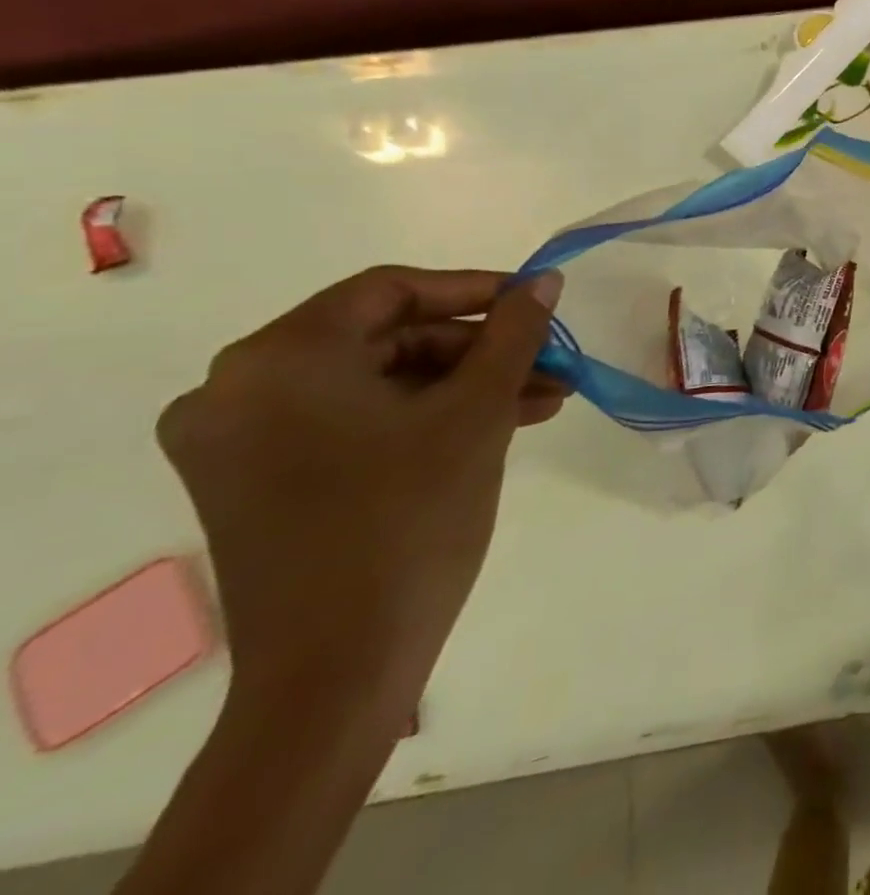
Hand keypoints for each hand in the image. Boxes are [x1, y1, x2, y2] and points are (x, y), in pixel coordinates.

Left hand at [157, 266, 565, 726]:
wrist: (338, 671)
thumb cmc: (410, 519)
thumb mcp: (478, 412)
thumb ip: (514, 334)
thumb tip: (544, 282)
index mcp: (278, 360)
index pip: (390, 291)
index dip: (474, 289)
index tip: (536, 302)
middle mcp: (238, 390)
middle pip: (385, 338)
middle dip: (479, 350)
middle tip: (547, 362)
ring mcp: (240, 441)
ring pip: (377, 382)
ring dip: (463, 386)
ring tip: (542, 400)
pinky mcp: (256, 482)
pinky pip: (355, 422)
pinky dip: (424, 418)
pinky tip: (496, 426)